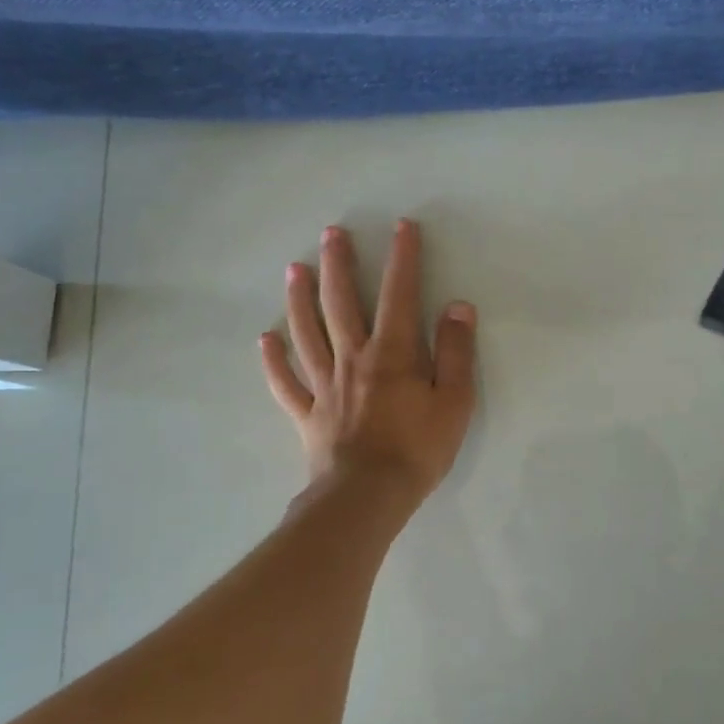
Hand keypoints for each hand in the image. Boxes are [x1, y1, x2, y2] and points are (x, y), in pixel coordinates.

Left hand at [261, 219, 477, 502]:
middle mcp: (353, 358)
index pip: (399, 294)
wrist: (368, 497)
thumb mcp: (454, 401)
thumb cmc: (418, 449)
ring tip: (293, 269)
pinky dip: (274, 360)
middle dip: (338, 265)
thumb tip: (458, 307)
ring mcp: (324, 385)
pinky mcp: (307, 413)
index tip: (402, 227)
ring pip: (307, 332)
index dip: (402, 258)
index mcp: (392, 353)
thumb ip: (457, 352)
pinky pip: (286, 382)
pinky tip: (265, 340)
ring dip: (299, 299)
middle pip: (341, 303)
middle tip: (331, 233)